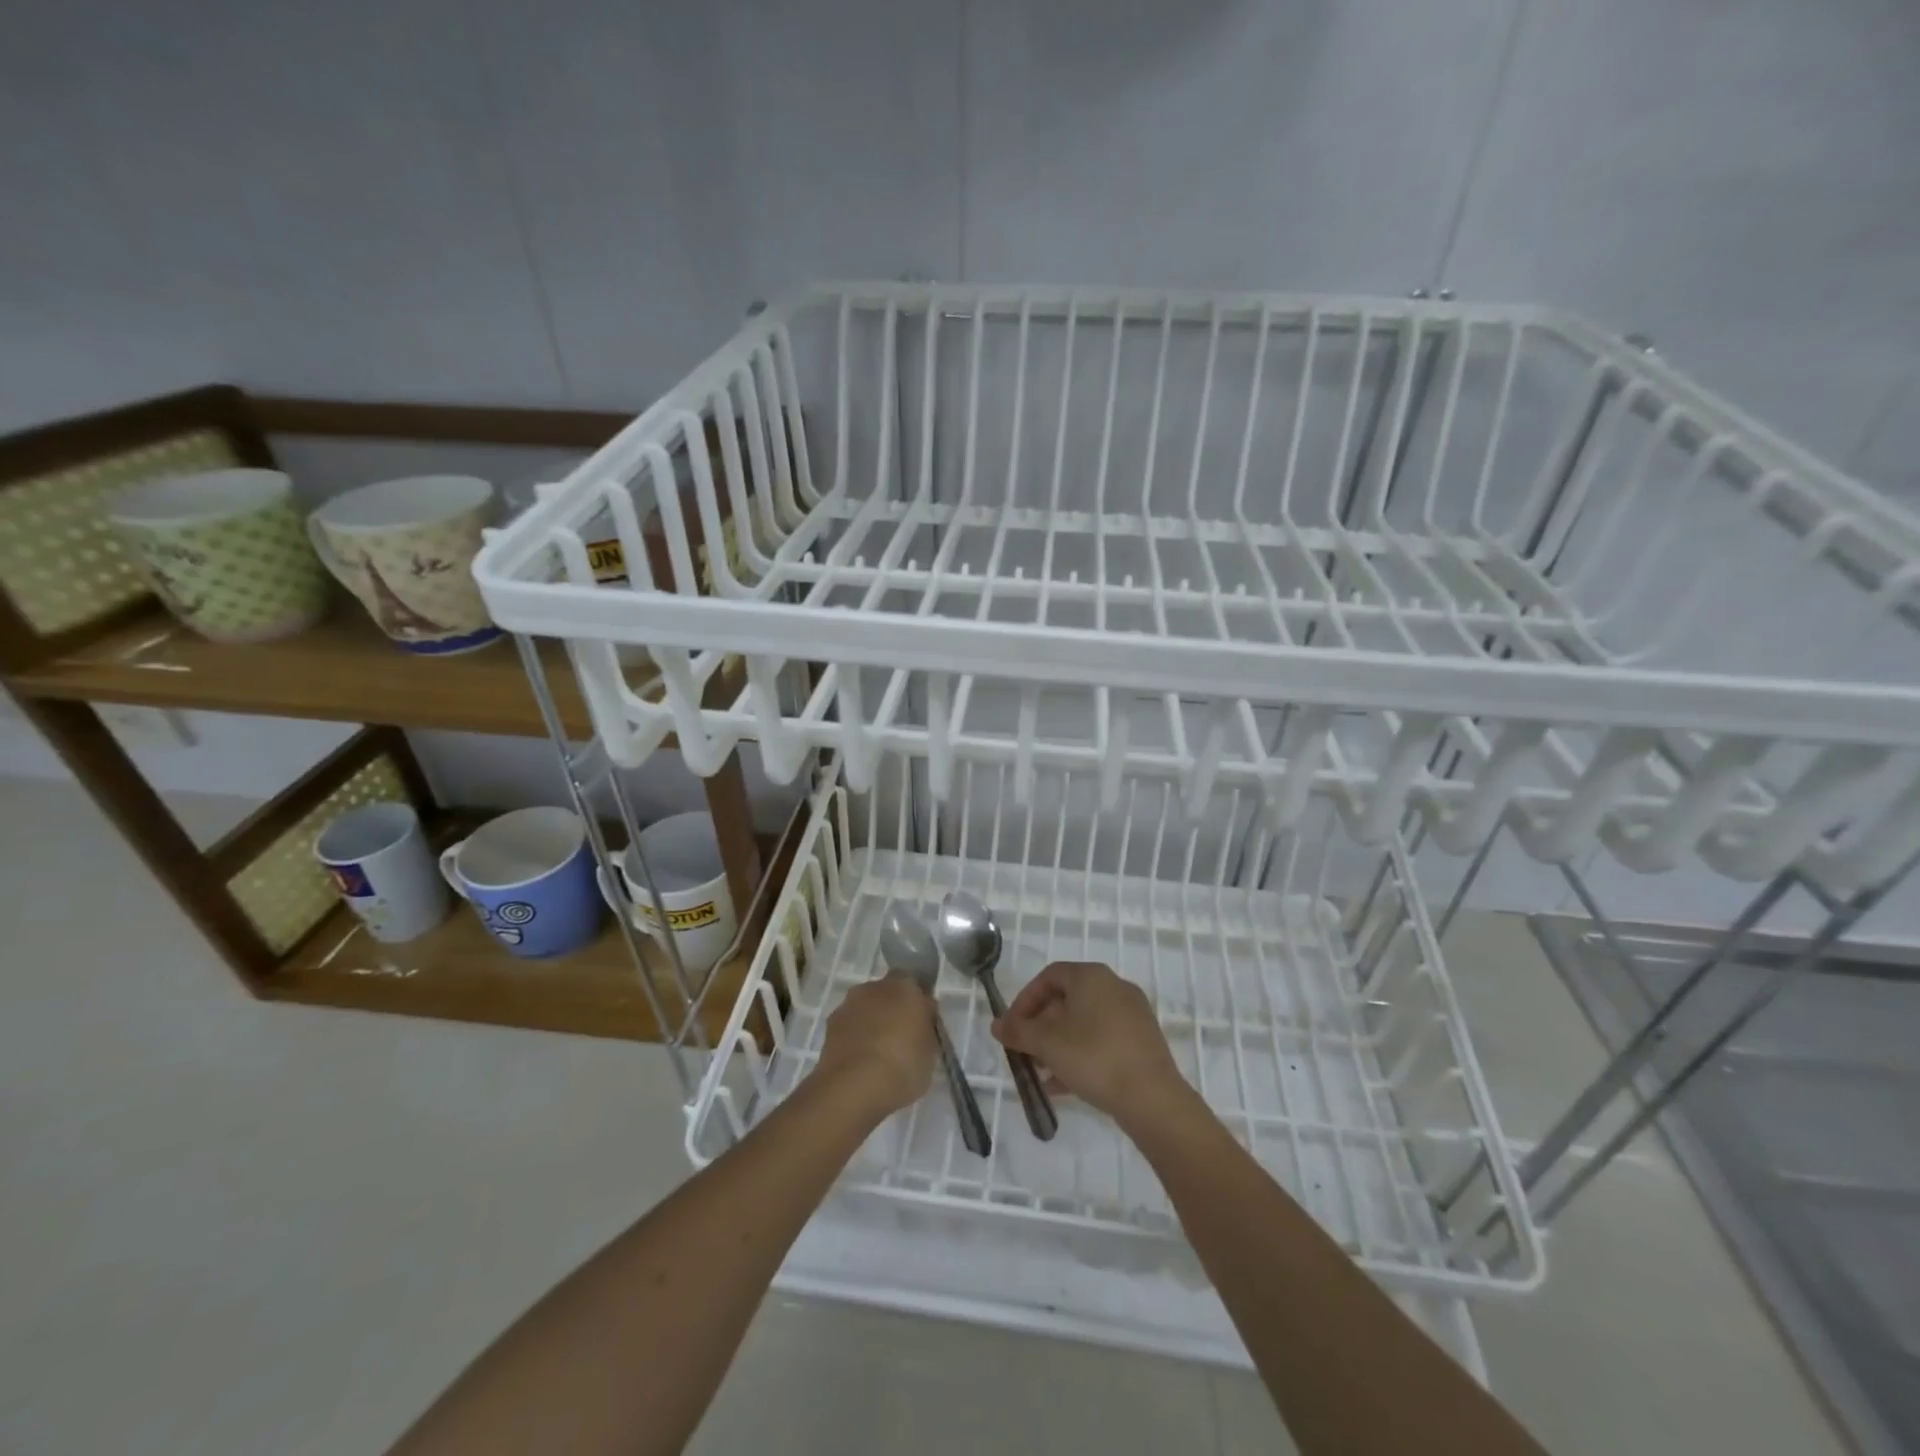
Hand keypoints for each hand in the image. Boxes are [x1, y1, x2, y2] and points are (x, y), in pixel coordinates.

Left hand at [815, 974, 937, 1117]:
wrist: (852, 1088)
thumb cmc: (902, 1066)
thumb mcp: (930, 1051)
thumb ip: (926, 1028)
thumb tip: (920, 1021)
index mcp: (904, 986)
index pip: (914, 985)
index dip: (917, 1003)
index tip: (922, 1024)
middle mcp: (873, 987)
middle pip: (886, 994)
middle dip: (892, 1011)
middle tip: (901, 1039)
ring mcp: (848, 1006)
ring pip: (865, 1010)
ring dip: (870, 1024)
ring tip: (878, 1057)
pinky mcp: (828, 1028)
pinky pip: (849, 1029)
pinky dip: (854, 1040)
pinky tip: (860, 1065)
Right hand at [991, 961, 1187, 1127]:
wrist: (1152, 1098)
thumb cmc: (1094, 1057)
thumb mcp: (1047, 1044)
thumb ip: (1018, 1032)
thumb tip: (997, 1026)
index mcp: (1091, 976)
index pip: (1049, 977)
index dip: (1024, 1000)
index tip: (1012, 1027)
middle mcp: (1114, 986)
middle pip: (1066, 1000)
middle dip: (1040, 1026)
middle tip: (1024, 1050)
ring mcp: (1132, 1014)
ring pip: (1084, 1023)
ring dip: (1057, 1044)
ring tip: (1040, 1071)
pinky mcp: (1142, 1041)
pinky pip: (1102, 1040)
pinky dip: (1079, 1055)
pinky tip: (1062, 1085)